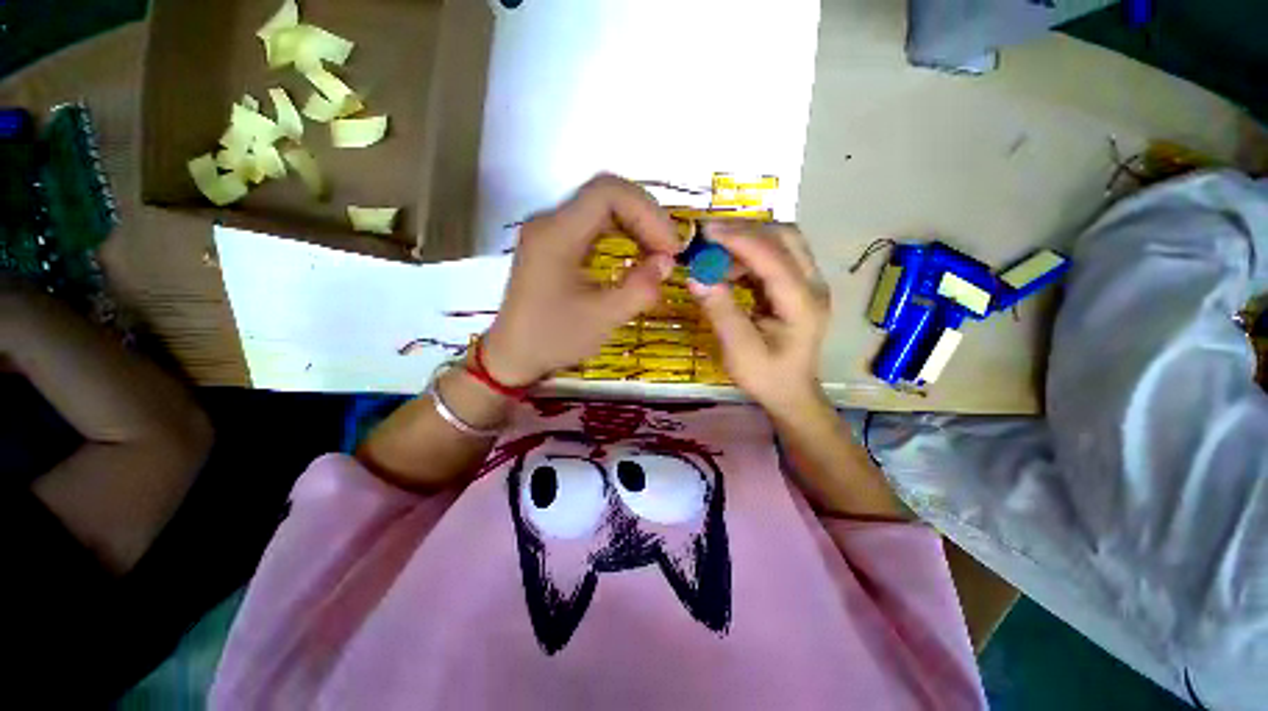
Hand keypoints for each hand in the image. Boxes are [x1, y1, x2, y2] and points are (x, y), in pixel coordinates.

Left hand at [483, 174, 679, 385]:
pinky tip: (635, 255)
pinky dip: (622, 234)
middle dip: (646, 218)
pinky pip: (595, 224)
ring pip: (603, 207)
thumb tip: (667, 263)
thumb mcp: (602, 319)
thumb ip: (639, 289)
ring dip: (636, 225)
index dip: (647, 213)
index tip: (670, 249)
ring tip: (657, 253)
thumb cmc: (553, 339)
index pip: (607, 192)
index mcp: (556, 234)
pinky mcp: (554, 243)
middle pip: (606, 194)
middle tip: (669, 251)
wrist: (514, 355)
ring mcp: (550, 230)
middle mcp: (550, 221)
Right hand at [689, 221, 831, 417]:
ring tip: (715, 254)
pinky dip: (750, 254)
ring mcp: (808, 283)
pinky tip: (729, 267)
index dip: (740, 240)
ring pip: (782, 242)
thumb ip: (720, 312)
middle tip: (709, 237)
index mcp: (803, 304)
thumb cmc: (767, 377)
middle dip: (745, 231)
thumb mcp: (739, 351)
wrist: (791, 393)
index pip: (774, 257)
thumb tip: (696, 277)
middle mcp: (813, 285)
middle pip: (785, 237)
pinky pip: (775, 256)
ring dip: (747, 240)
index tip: (706, 232)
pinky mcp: (797, 285)